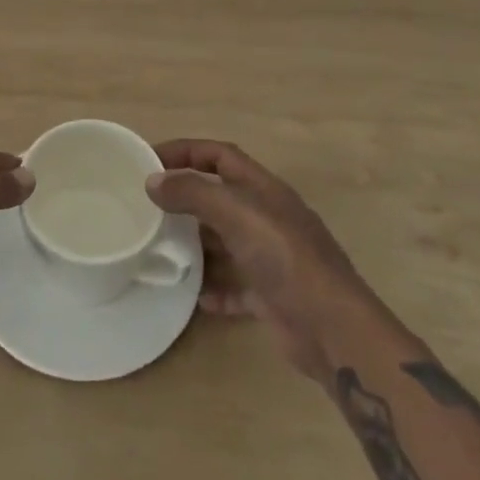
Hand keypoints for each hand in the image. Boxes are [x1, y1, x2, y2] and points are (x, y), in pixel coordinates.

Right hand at [149, 139, 382, 383]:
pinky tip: (193, 296)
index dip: (185, 151)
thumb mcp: (237, 214)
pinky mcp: (271, 296)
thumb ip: (194, 193)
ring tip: (160, 249)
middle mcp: (267, 217)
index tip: (149, 159)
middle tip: (147, 207)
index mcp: (263, 189)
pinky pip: (235, 286)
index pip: (219, 155)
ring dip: (196, 244)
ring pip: (225, 241)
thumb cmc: (285, 257)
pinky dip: (214, 288)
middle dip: (186, 197)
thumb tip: (154, 180)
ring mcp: (270, 257)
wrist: (332, 329)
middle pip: (220, 196)